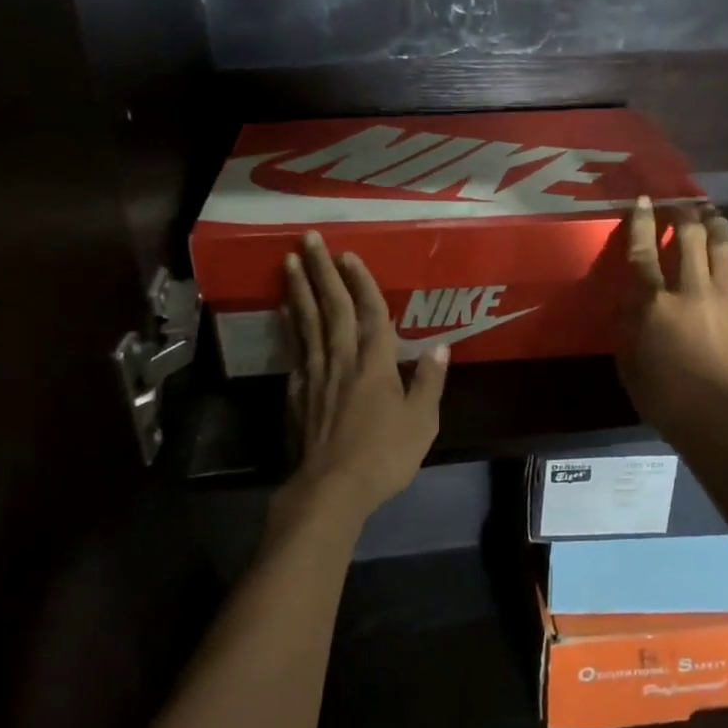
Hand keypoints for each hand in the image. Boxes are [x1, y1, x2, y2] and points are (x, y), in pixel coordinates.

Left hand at [280, 231, 448, 521]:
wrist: (331, 488)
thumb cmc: (384, 455)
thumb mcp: (422, 421)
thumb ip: (431, 382)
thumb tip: (443, 347)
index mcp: (376, 363)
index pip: (370, 311)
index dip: (361, 281)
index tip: (348, 253)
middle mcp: (343, 359)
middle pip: (332, 307)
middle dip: (322, 271)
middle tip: (307, 238)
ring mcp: (316, 374)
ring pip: (307, 322)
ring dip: (298, 290)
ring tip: (289, 262)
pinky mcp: (298, 392)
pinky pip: (294, 349)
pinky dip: (289, 327)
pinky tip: (284, 313)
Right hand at [617, 197, 727, 442]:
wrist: (721, 421)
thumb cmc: (664, 398)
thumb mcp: (629, 364)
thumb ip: (628, 327)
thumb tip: (628, 303)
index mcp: (655, 303)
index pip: (644, 251)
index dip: (642, 222)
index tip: (643, 200)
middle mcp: (691, 290)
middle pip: (692, 236)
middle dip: (685, 214)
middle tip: (680, 205)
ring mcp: (724, 299)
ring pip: (723, 247)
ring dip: (716, 225)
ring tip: (711, 215)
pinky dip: (727, 262)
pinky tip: (725, 263)